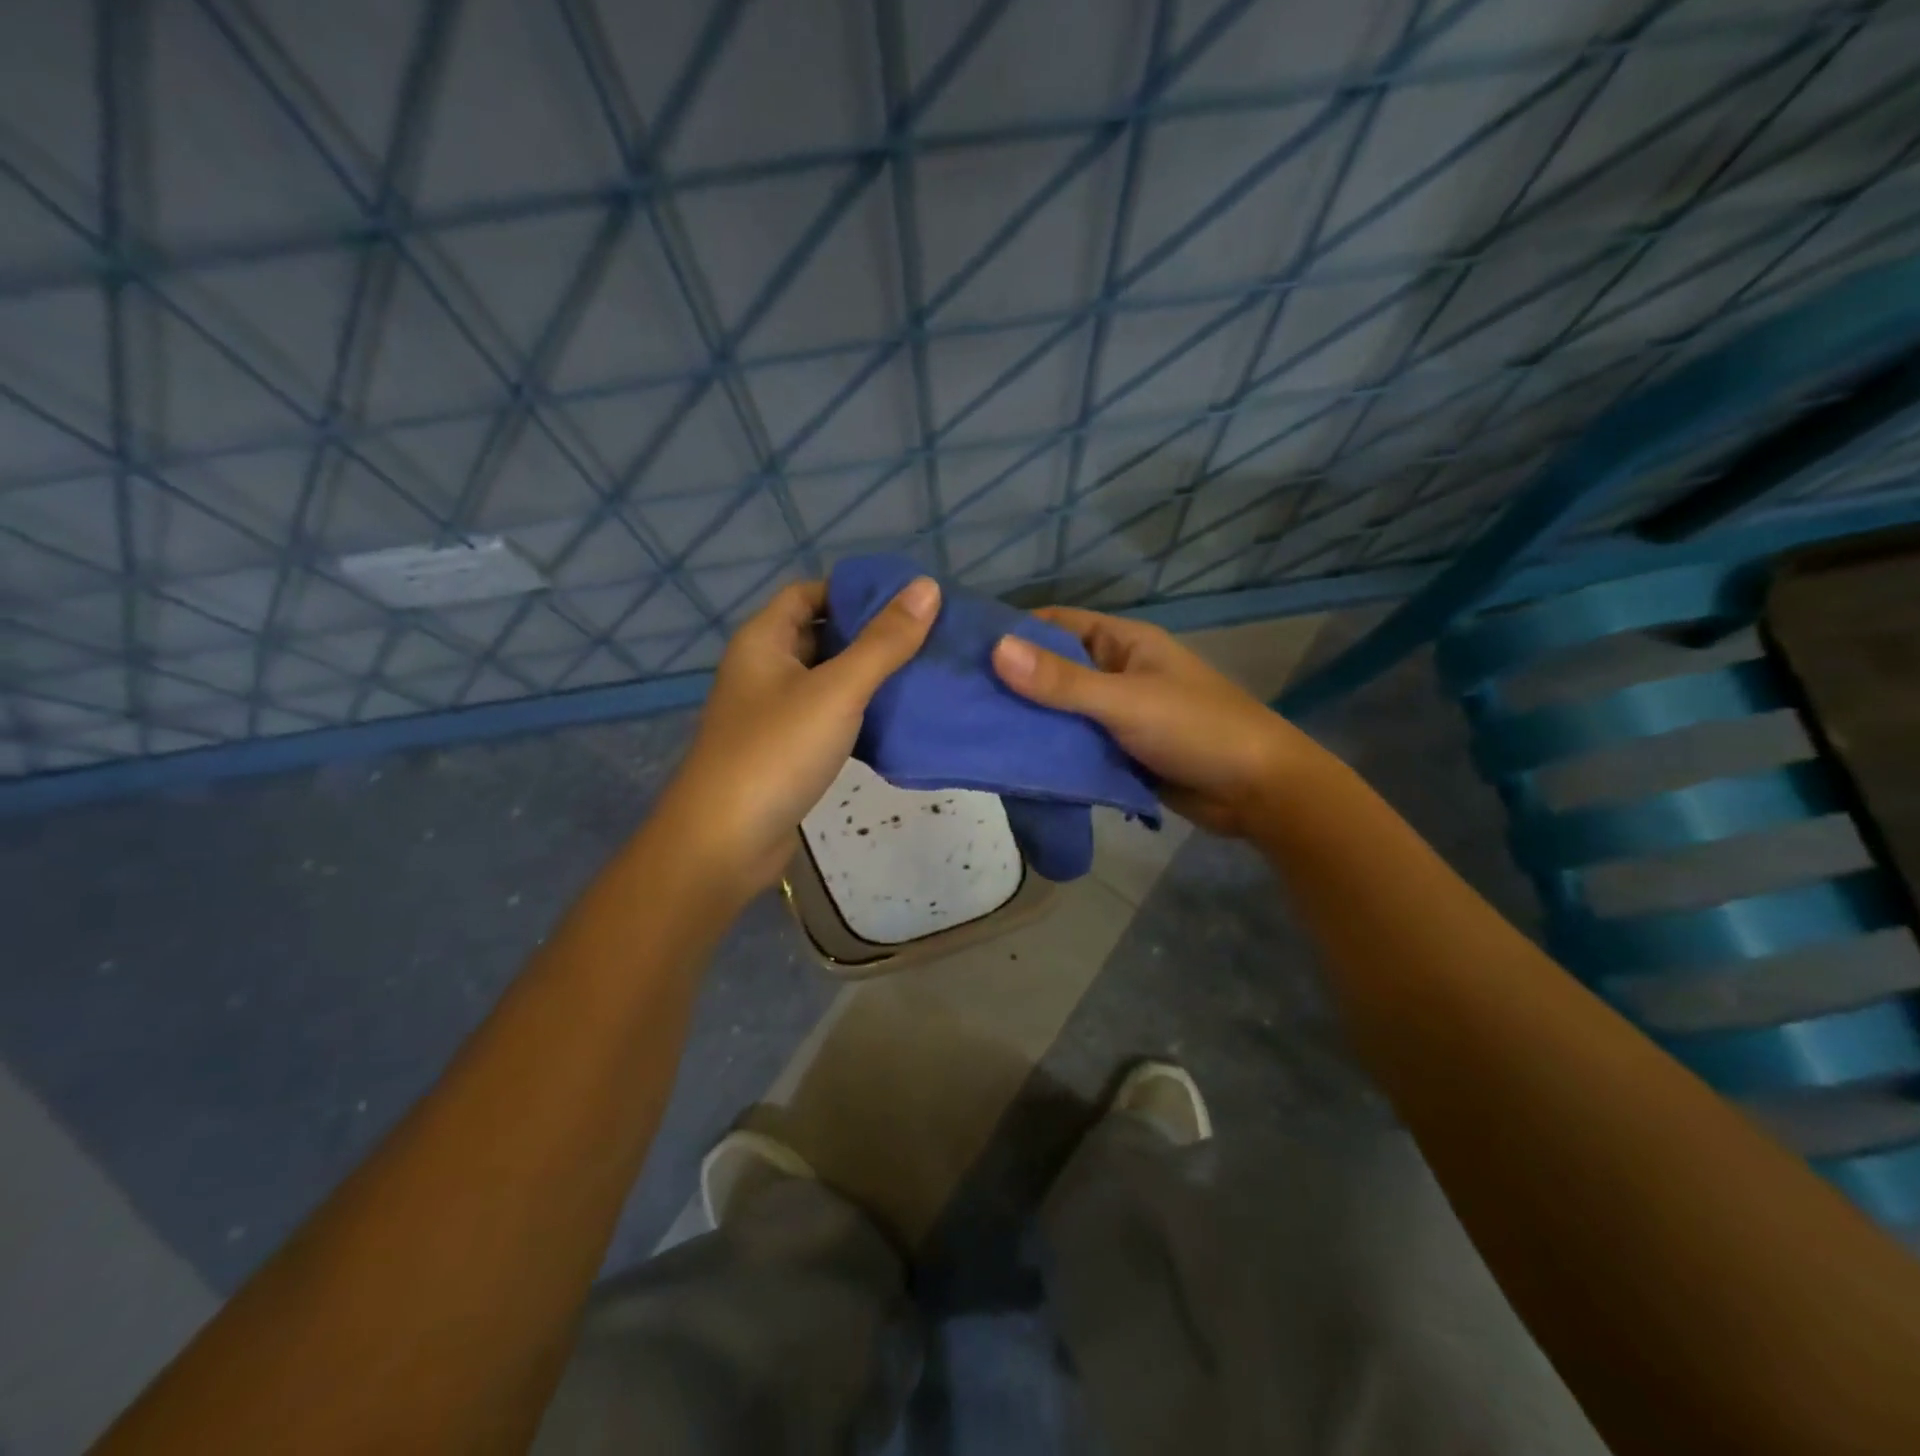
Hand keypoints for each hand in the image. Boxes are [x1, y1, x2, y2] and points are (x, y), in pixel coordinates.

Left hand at [655, 575, 939, 897]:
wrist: (725, 842)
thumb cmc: (777, 752)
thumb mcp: (837, 689)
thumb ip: (884, 641)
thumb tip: (927, 586)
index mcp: (763, 640)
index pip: (808, 592)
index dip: (853, 590)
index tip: (906, 598)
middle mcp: (764, 669)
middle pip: (819, 633)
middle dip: (868, 632)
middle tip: (926, 634)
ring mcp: (773, 712)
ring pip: (827, 679)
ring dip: (867, 674)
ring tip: (922, 671)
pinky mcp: (786, 750)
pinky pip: (828, 716)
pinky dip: (858, 712)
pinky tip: (896, 718)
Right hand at [991, 607, 1318, 839]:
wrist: (1258, 793)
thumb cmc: (1197, 730)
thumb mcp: (1125, 702)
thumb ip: (1062, 682)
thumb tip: (995, 649)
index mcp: (1121, 643)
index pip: (1055, 624)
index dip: (1012, 631)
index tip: (961, 648)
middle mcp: (1115, 672)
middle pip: (1052, 669)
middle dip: (1012, 683)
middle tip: (955, 698)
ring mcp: (1116, 714)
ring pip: (1060, 711)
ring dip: (1028, 721)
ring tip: (971, 732)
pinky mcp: (1117, 751)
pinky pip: (1074, 744)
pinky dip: (1049, 751)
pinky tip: (1011, 762)